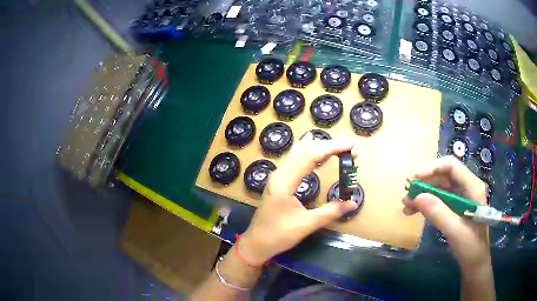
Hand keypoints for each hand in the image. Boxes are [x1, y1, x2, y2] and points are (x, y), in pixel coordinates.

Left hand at [239, 134, 357, 265]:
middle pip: (304, 149)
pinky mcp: (278, 181)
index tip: (351, 146)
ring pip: (298, 152)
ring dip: (318, 146)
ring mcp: (277, 176)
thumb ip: (330, 212)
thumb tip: (353, 203)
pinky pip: (295, 159)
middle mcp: (279, 173)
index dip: (332, 147)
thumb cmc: (278, 235)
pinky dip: (310, 153)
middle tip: (348, 148)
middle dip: (328, 145)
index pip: (310, 155)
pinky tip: (316, 152)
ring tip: (337, 147)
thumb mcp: (306, 225)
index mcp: (285, 182)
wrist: (256, 243)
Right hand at [402, 156, 490, 271]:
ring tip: (406, 206)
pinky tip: (414, 211)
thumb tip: (417, 197)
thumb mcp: (454, 230)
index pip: (452, 166)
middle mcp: (467, 187)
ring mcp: (461, 197)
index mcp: (472, 187)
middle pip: (443, 176)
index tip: (414, 179)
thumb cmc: (470, 246)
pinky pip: (439, 199)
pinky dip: (427, 203)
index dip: (432, 168)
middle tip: (407, 195)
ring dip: (423, 194)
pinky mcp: (455, 207)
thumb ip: (438, 213)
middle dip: (425, 184)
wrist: (474, 261)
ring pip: (439, 187)